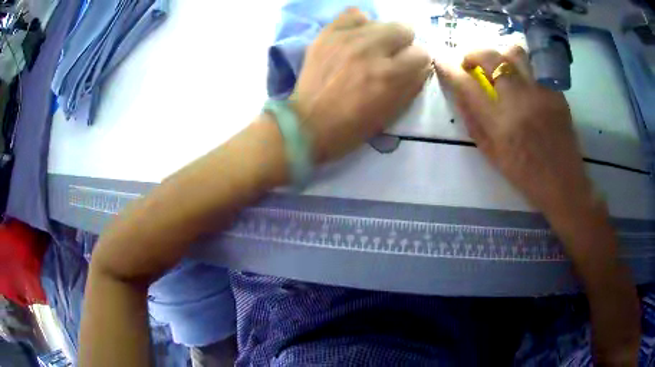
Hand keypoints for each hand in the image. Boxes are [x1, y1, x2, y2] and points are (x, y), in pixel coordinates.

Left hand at [292, 8, 430, 162]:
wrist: (307, 124)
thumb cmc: (352, 126)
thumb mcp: (391, 114)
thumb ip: (412, 86)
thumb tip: (423, 66)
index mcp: (389, 75)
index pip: (422, 53)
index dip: (417, 62)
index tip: (408, 68)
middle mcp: (371, 50)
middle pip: (404, 29)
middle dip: (403, 44)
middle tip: (390, 57)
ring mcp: (347, 38)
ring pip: (381, 21)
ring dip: (382, 36)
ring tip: (370, 48)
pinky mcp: (329, 34)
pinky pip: (354, 14)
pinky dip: (359, 24)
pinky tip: (355, 37)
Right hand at [435, 47, 595, 232]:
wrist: (563, 184)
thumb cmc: (525, 175)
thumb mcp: (492, 154)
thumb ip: (473, 121)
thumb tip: (459, 93)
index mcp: (500, 123)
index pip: (467, 85)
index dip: (449, 68)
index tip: (441, 59)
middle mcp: (520, 100)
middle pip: (491, 58)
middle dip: (473, 53)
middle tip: (470, 63)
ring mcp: (541, 93)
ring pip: (515, 53)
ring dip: (501, 56)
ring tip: (500, 68)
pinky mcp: (556, 93)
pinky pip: (535, 68)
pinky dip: (523, 70)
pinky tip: (524, 85)